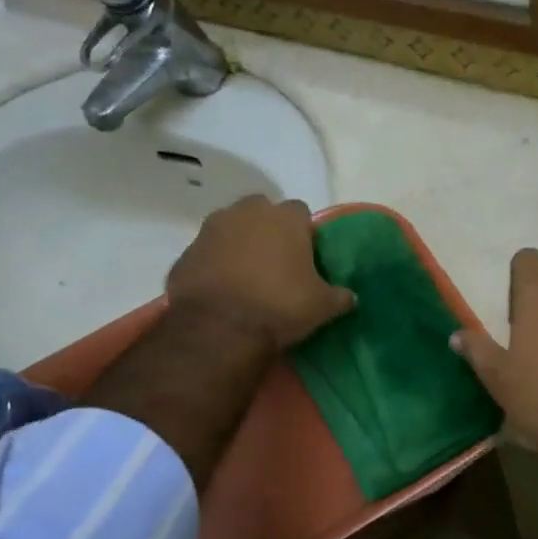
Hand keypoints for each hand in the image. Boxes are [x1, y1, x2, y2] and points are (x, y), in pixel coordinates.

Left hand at [166, 196, 354, 350]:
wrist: (219, 328)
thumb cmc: (280, 306)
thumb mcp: (322, 306)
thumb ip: (339, 296)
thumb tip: (351, 297)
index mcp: (285, 218)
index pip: (301, 212)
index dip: (304, 232)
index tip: (306, 255)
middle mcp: (246, 213)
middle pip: (261, 210)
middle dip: (268, 229)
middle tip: (276, 260)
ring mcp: (211, 230)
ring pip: (230, 227)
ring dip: (238, 243)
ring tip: (247, 275)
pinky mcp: (185, 252)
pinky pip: (206, 252)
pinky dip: (214, 263)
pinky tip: (222, 288)